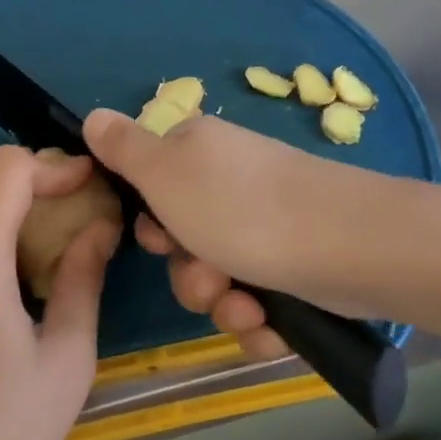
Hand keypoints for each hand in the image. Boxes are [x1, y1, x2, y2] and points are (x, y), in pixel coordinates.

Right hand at [83, 109, 373, 360]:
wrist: (347, 245)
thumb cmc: (241, 207)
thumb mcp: (165, 172)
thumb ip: (124, 148)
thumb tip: (93, 115)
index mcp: (199, 155)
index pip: (153, 189)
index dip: (150, 224)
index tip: (160, 238)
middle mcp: (232, 187)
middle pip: (185, 245)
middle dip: (190, 275)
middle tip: (208, 275)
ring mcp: (268, 229)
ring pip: (219, 282)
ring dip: (223, 304)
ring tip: (247, 306)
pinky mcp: (297, 269)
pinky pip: (258, 306)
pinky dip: (260, 321)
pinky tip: (273, 324)